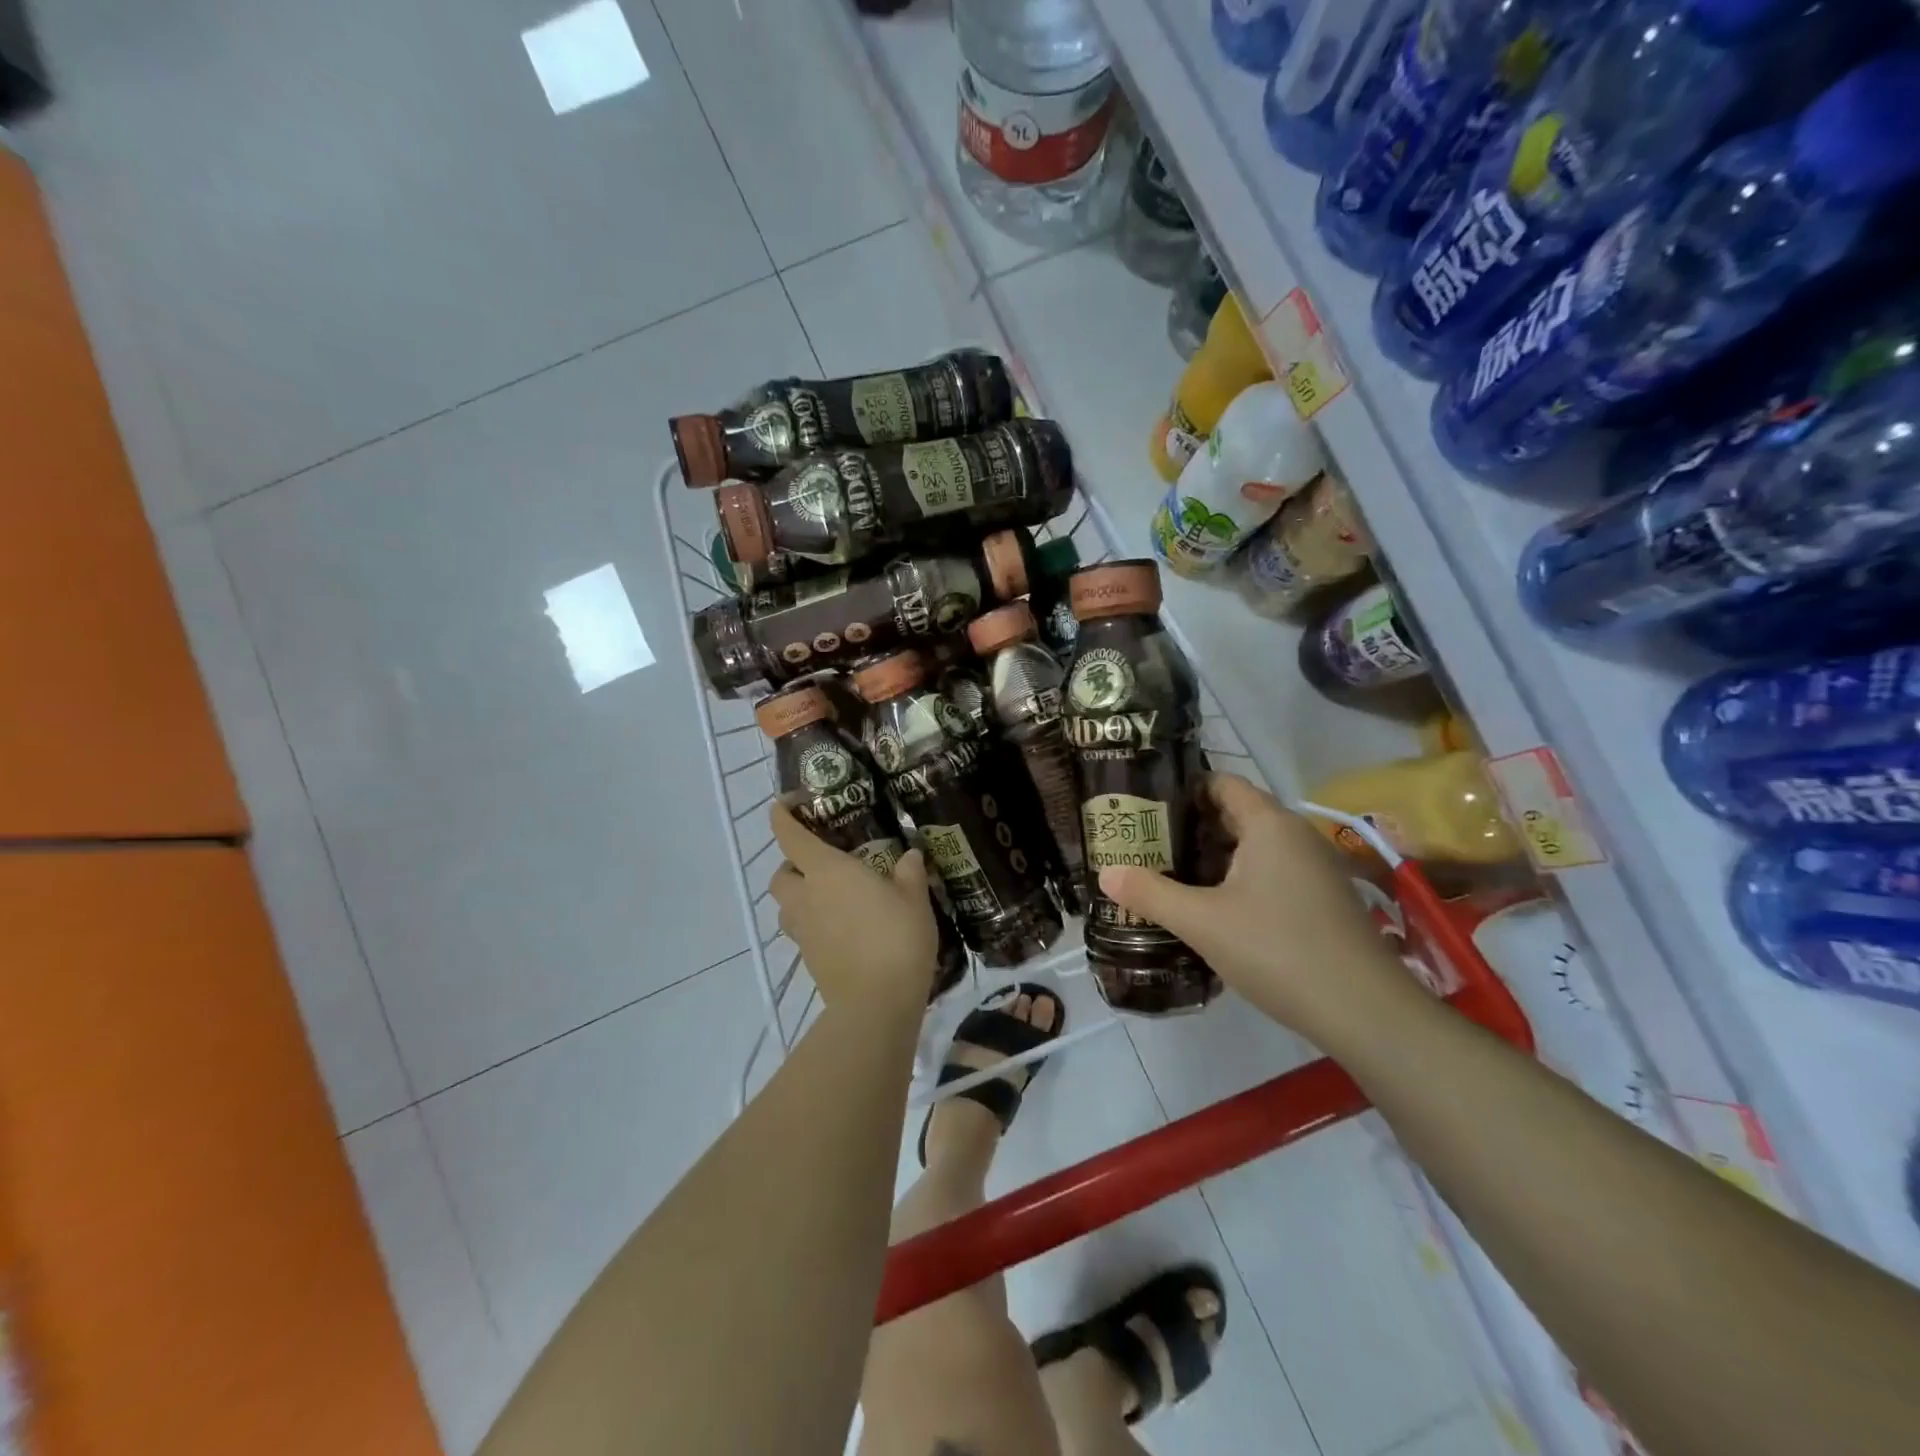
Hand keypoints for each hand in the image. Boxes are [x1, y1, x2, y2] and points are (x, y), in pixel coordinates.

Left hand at [768, 802, 938, 1019]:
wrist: (877, 1003)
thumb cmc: (896, 937)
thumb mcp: (914, 897)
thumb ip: (909, 872)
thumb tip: (910, 855)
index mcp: (826, 870)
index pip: (790, 835)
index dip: (782, 816)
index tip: (786, 804)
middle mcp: (806, 897)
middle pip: (780, 874)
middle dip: (792, 865)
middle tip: (823, 863)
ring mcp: (803, 932)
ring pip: (787, 906)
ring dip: (801, 896)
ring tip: (833, 897)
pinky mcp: (809, 960)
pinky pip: (803, 931)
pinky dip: (815, 923)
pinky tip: (845, 927)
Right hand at [1099, 774, 1413, 1042]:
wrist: (1365, 1012)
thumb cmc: (1277, 950)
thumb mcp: (1202, 923)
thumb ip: (1151, 894)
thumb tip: (1105, 873)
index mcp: (1269, 824)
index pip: (1222, 783)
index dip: (1183, 790)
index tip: (1145, 808)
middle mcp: (1296, 835)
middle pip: (1236, 814)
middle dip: (1191, 828)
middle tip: (1146, 845)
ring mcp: (1316, 868)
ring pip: (1254, 847)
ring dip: (1214, 858)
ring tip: (1170, 876)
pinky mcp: (1324, 899)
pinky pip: (1272, 873)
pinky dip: (1240, 880)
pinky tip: (1215, 910)